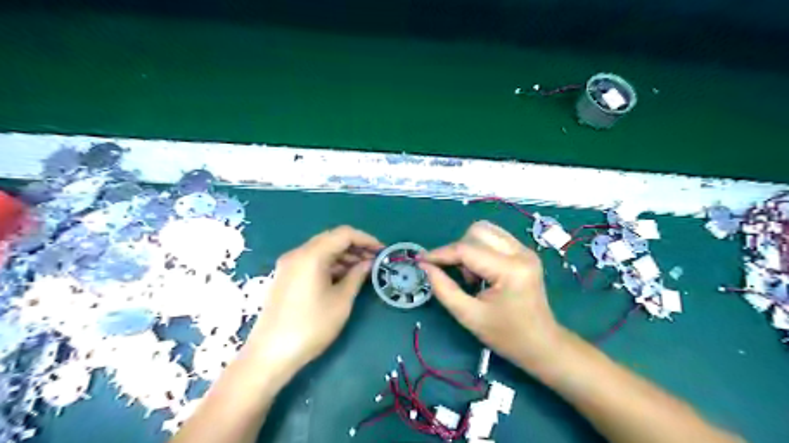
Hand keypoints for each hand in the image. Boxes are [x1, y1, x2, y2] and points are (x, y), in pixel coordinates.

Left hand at [246, 228, 382, 377]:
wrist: (270, 354)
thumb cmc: (311, 327)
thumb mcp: (341, 301)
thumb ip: (357, 276)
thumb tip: (368, 263)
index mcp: (311, 255)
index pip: (344, 234)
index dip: (366, 239)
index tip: (382, 251)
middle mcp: (297, 253)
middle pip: (331, 239)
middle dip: (355, 247)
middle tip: (374, 260)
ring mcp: (289, 264)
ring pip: (322, 250)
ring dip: (343, 256)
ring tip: (362, 270)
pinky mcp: (285, 276)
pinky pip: (312, 261)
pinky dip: (330, 264)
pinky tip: (343, 277)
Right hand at [419, 219, 567, 367]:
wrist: (542, 344)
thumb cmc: (506, 336)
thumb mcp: (469, 316)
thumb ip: (444, 289)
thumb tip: (425, 266)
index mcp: (510, 270)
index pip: (467, 250)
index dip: (440, 254)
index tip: (421, 261)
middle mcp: (521, 252)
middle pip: (477, 231)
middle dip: (458, 250)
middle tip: (458, 276)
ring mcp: (525, 250)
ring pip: (486, 230)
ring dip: (469, 247)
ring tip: (471, 275)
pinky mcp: (525, 252)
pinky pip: (494, 238)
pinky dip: (480, 249)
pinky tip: (481, 271)